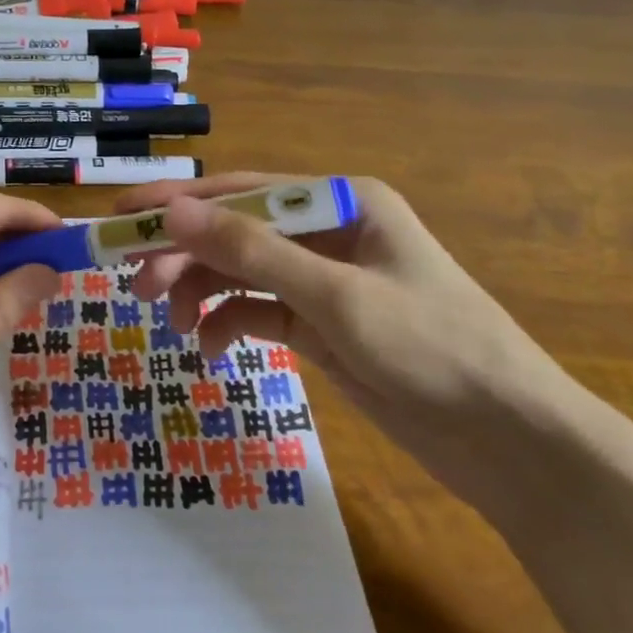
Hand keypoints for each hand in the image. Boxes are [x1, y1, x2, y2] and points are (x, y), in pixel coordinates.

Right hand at [119, 173, 589, 517]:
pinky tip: (212, 349)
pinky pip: (258, 311)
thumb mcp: (335, 296)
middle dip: (186, 255)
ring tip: (174, 322)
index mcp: (341, 202)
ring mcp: (323, 280)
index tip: (122, 217)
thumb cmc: (431, 349)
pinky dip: (230, 325)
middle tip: (138, 285)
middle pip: (236, 232)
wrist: (510, 441)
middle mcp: (328, 232)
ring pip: (242, 272)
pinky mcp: (321, 324)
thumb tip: (172, 212)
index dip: (179, 203)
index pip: (242, 191)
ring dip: (203, 291)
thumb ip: (250, 251)